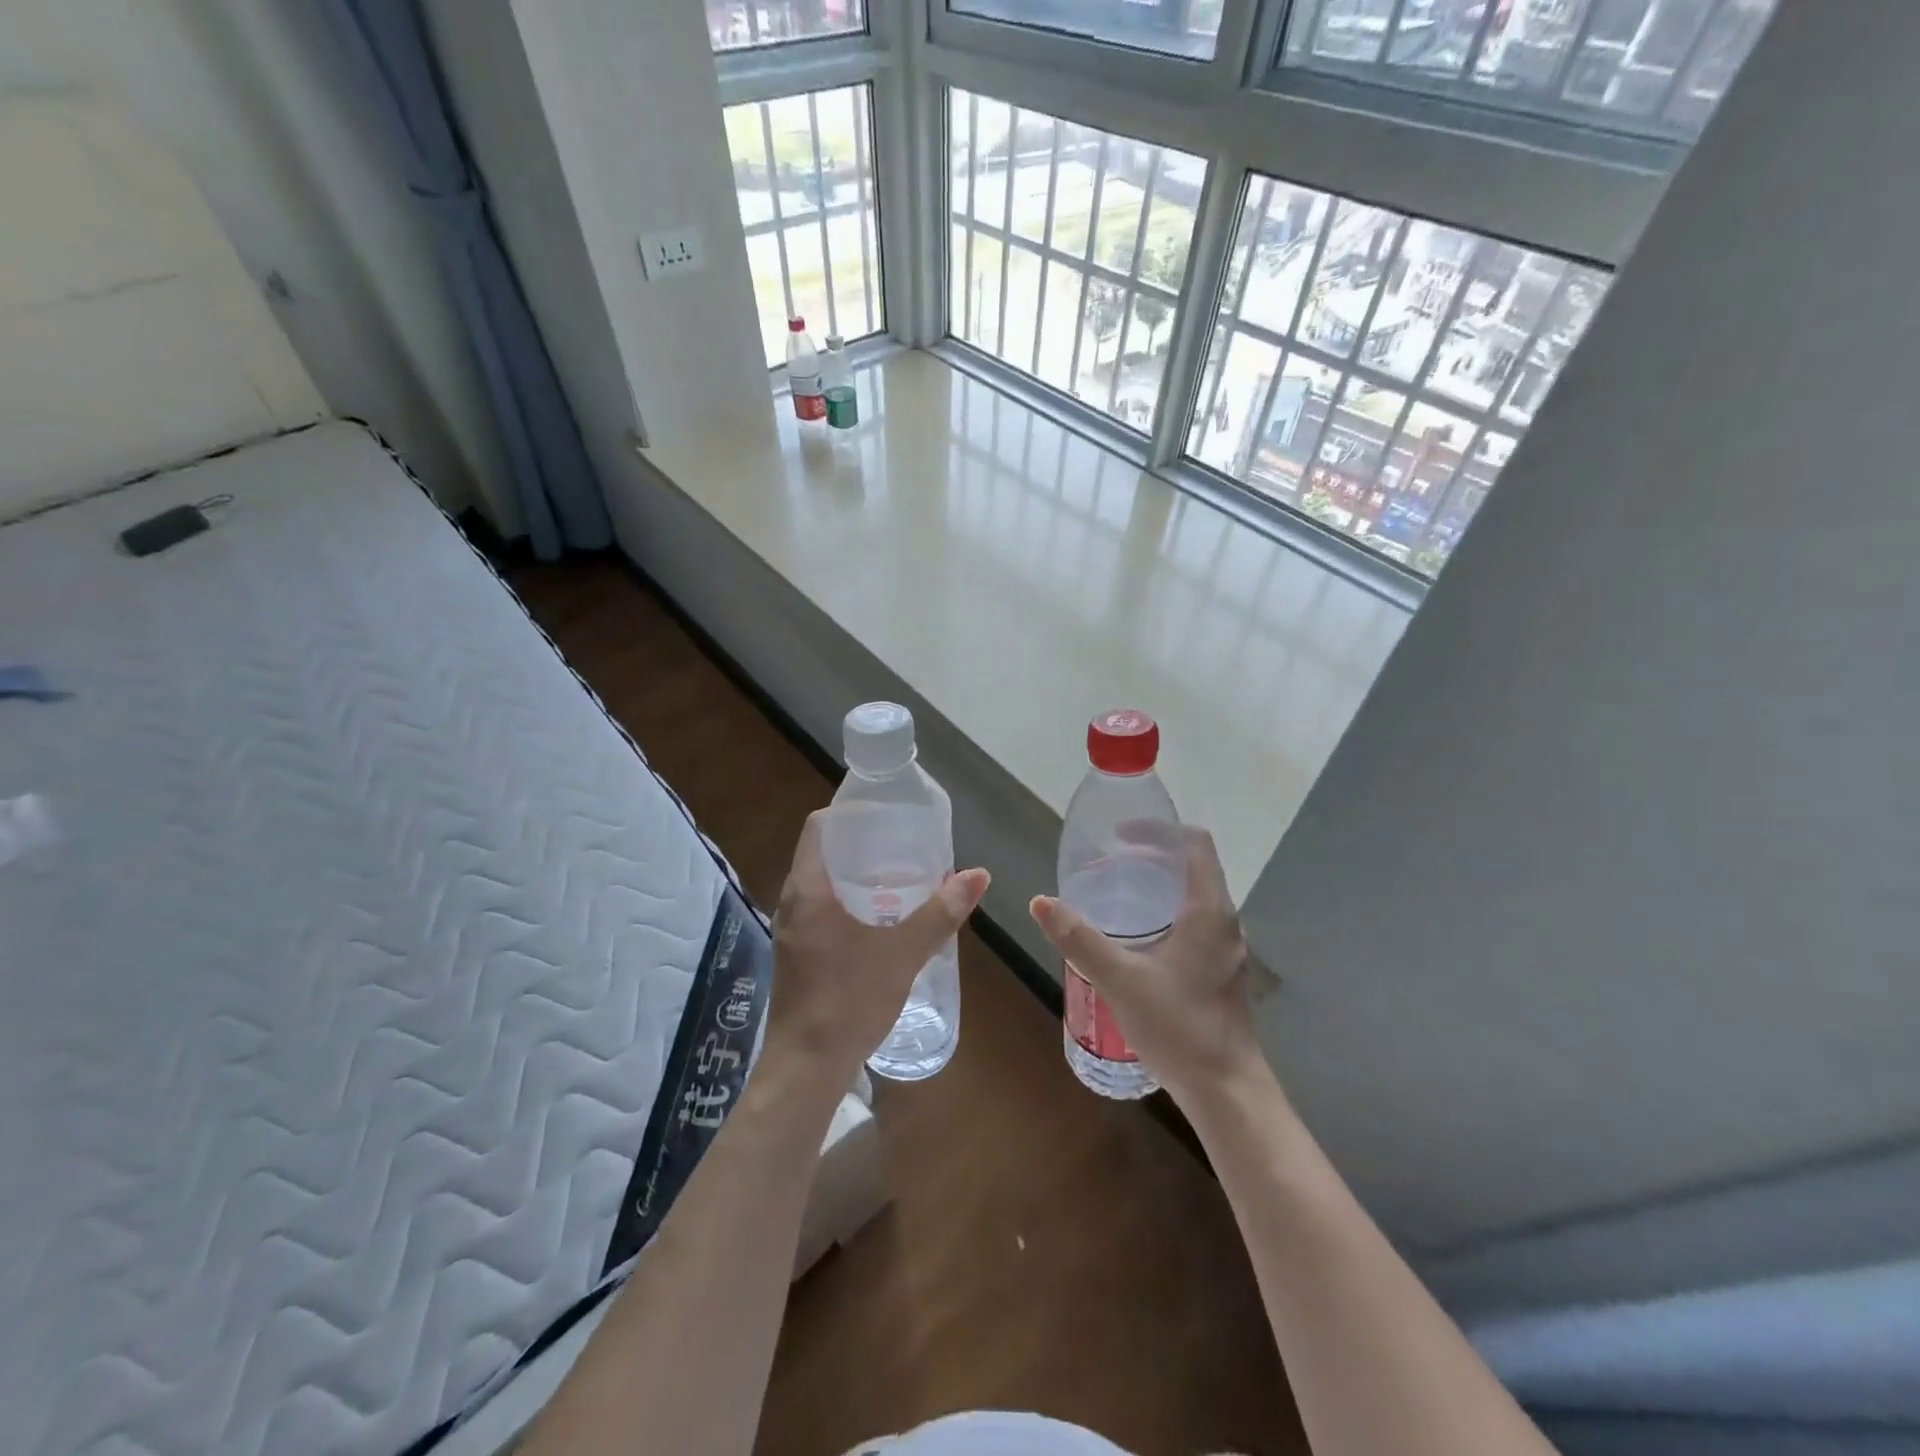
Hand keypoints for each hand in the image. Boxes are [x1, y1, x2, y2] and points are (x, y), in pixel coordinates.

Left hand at [767, 809, 989, 1083]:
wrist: (806, 1067)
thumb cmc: (849, 999)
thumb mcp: (903, 953)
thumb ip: (941, 913)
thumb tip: (978, 874)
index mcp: (808, 888)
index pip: (820, 827)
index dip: (851, 813)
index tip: (887, 813)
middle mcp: (792, 902)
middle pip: (823, 854)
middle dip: (863, 846)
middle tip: (905, 844)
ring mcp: (790, 930)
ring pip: (823, 885)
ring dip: (857, 877)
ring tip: (900, 877)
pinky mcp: (796, 954)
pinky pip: (821, 911)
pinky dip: (849, 903)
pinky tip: (881, 919)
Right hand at [1029, 827, 1273, 1108]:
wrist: (1226, 1090)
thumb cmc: (1179, 1027)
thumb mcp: (1120, 980)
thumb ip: (1079, 939)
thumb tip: (1041, 901)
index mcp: (1208, 910)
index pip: (1194, 843)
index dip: (1159, 830)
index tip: (1121, 833)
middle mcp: (1225, 921)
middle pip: (1194, 867)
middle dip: (1153, 856)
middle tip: (1110, 861)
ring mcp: (1227, 948)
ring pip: (1195, 897)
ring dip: (1160, 885)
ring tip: (1118, 893)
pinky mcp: (1222, 971)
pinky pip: (1196, 923)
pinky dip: (1167, 912)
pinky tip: (1138, 939)